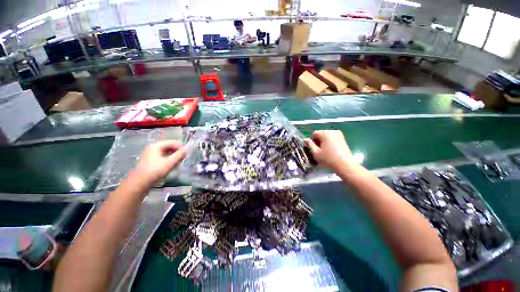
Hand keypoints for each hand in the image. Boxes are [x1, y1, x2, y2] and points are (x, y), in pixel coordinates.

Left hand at [131, 140, 186, 186]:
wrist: (139, 183)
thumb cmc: (155, 171)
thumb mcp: (170, 163)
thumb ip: (179, 155)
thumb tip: (187, 149)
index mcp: (156, 145)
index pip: (172, 142)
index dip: (181, 147)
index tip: (187, 154)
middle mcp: (153, 147)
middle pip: (169, 146)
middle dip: (177, 152)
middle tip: (183, 159)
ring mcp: (151, 154)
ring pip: (166, 152)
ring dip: (174, 156)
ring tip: (178, 162)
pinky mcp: (150, 160)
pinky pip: (163, 156)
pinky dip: (169, 159)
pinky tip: (172, 165)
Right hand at [304, 130, 355, 171]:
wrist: (345, 165)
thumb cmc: (328, 159)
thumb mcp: (316, 153)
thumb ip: (309, 145)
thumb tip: (305, 139)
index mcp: (325, 133)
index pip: (314, 133)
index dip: (312, 141)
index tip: (314, 149)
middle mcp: (332, 131)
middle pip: (321, 134)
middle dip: (318, 141)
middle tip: (319, 151)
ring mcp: (339, 134)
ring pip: (327, 136)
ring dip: (324, 142)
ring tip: (325, 151)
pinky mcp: (343, 139)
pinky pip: (333, 138)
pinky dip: (330, 143)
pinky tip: (331, 151)